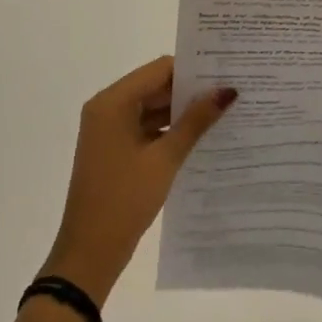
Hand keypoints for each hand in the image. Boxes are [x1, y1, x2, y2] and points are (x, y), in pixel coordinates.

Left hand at [40, 57, 235, 306]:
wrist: (90, 252)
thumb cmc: (125, 199)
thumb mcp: (165, 158)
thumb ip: (195, 121)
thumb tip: (226, 91)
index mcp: (112, 102)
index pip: (159, 69)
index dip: (192, 70)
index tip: (227, 72)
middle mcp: (107, 108)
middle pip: (154, 86)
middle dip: (190, 91)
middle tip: (231, 93)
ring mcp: (108, 129)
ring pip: (151, 107)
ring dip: (181, 112)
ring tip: (223, 113)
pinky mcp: (114, 149)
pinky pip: (145, 127)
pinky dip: (168, 130)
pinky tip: (200, 137)